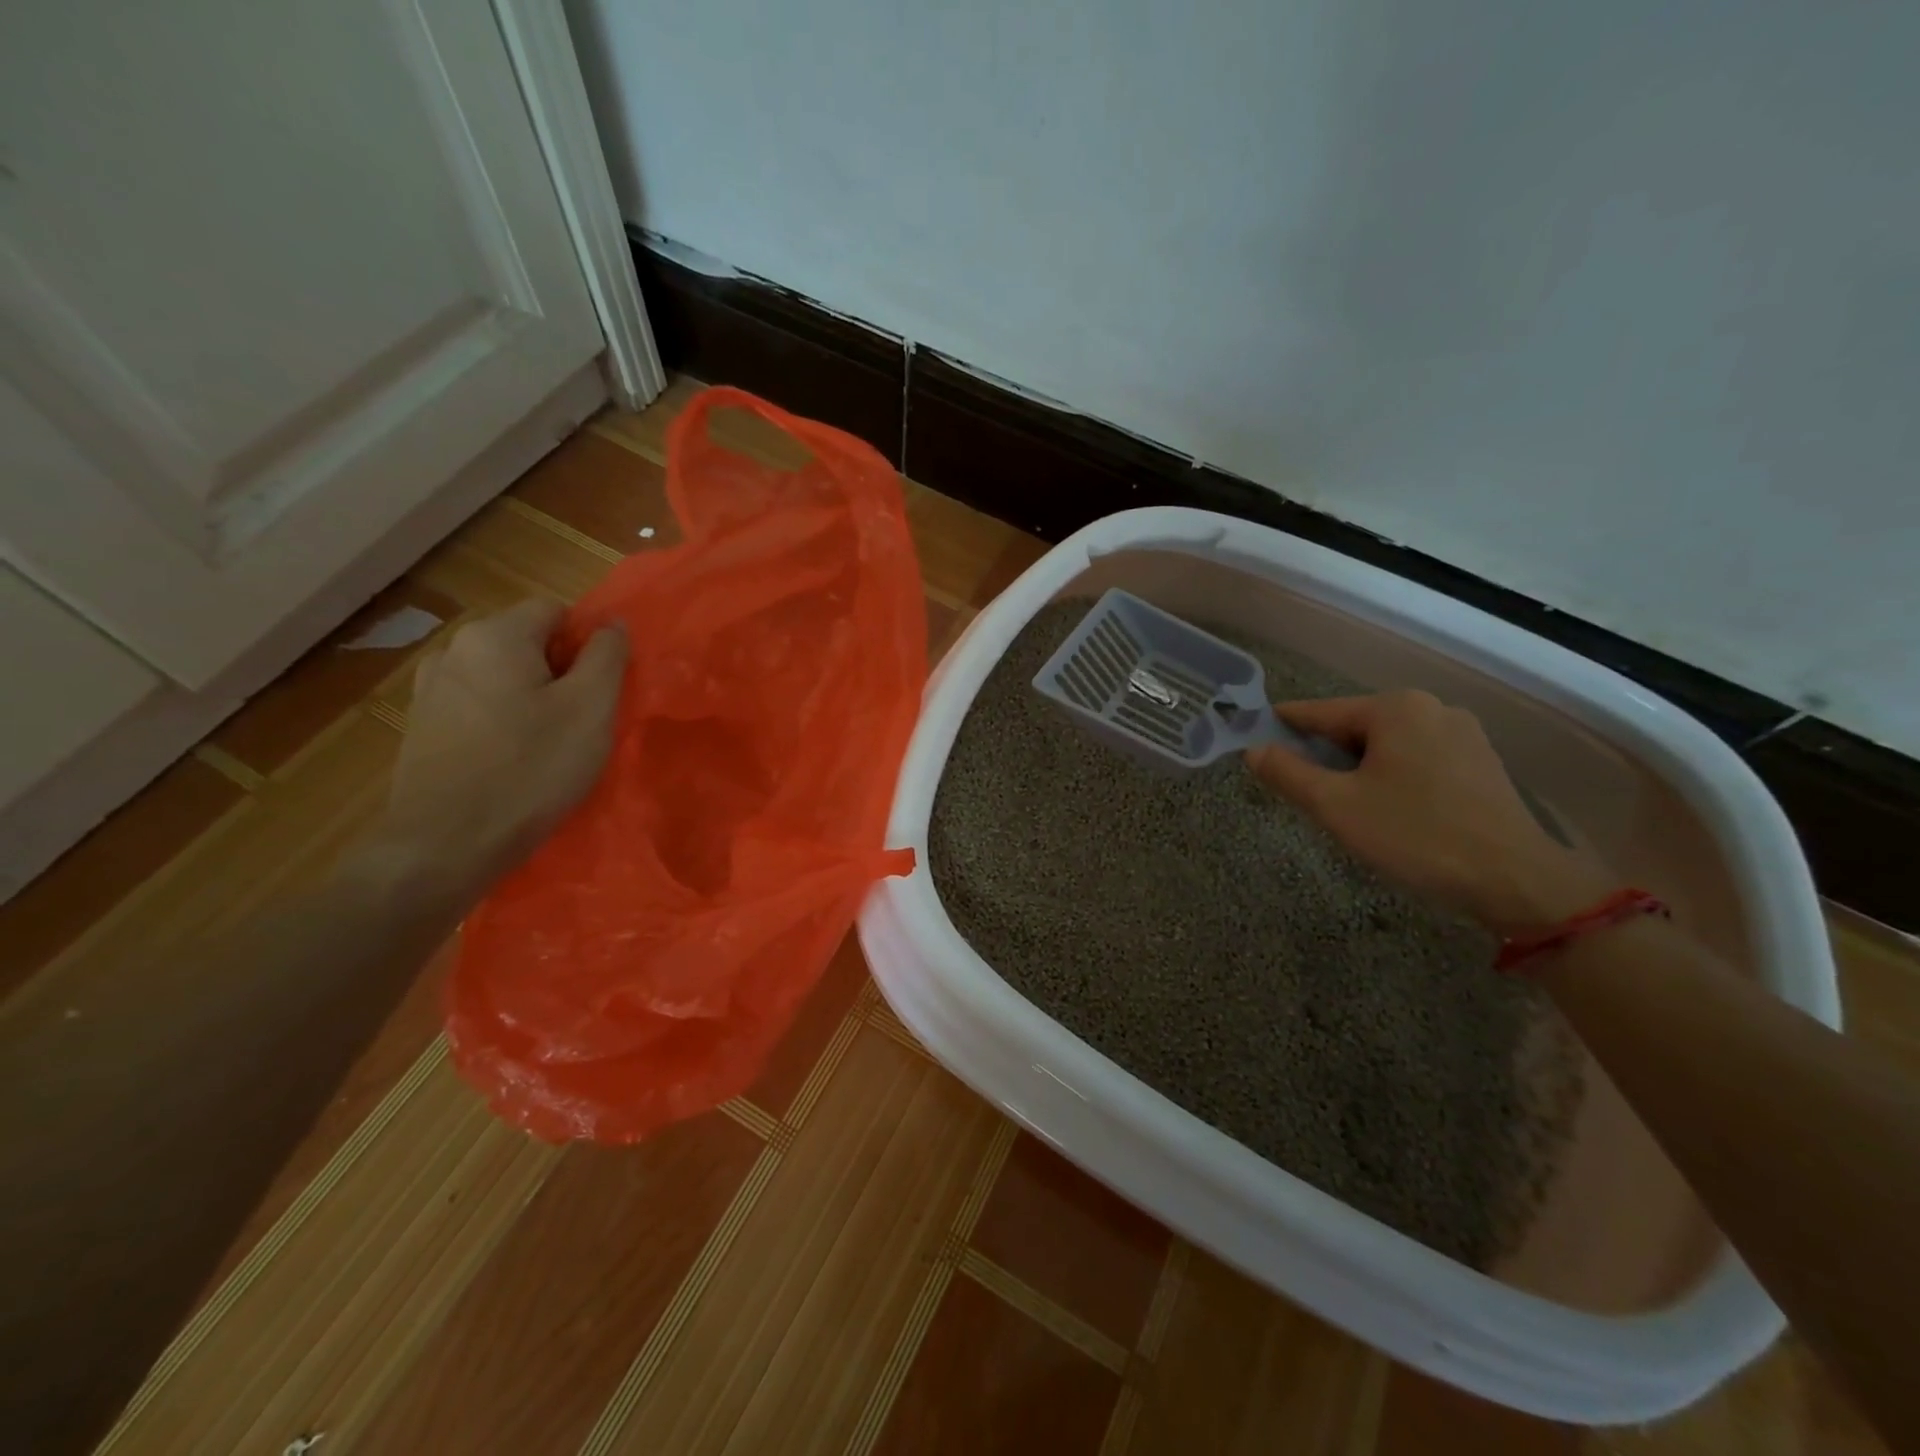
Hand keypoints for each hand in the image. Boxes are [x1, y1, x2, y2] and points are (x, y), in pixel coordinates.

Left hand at [377, 600, 626, 890]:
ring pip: (501, 677)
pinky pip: (477, 706)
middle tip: (582, 720)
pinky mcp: (421, 727)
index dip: (587, 643)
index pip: (556, 611)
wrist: (446, 844)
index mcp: (495, 635)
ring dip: (531, 698)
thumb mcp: (591, 708)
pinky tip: (511, 760)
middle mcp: (453, 650)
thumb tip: (611, 623)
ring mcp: (429, 689)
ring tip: (547, 744)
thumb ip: (607, 655)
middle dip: (560, 672)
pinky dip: (502, 721)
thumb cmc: (531, 769)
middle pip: (526, 642)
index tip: (601, 689)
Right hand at [1246, 690, 1611, 931]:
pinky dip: (1391, 776)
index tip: (1255, 738)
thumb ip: (1288, 773)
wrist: (1514, 880)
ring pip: (1387, 745)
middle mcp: (1431, 708)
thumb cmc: (1415, 834)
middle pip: (1355, 727)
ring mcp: (1463, 734)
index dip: (1283, 727)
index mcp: (1395, 708)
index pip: (1320, 712)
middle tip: (1302, 790)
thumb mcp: (1335, 806)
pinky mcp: (1481, 763)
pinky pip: (1417, 759)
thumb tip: (1253, 750)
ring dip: (1358, 768)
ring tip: (1344, 806)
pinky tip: (1388, 810)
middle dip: (1325, 755)